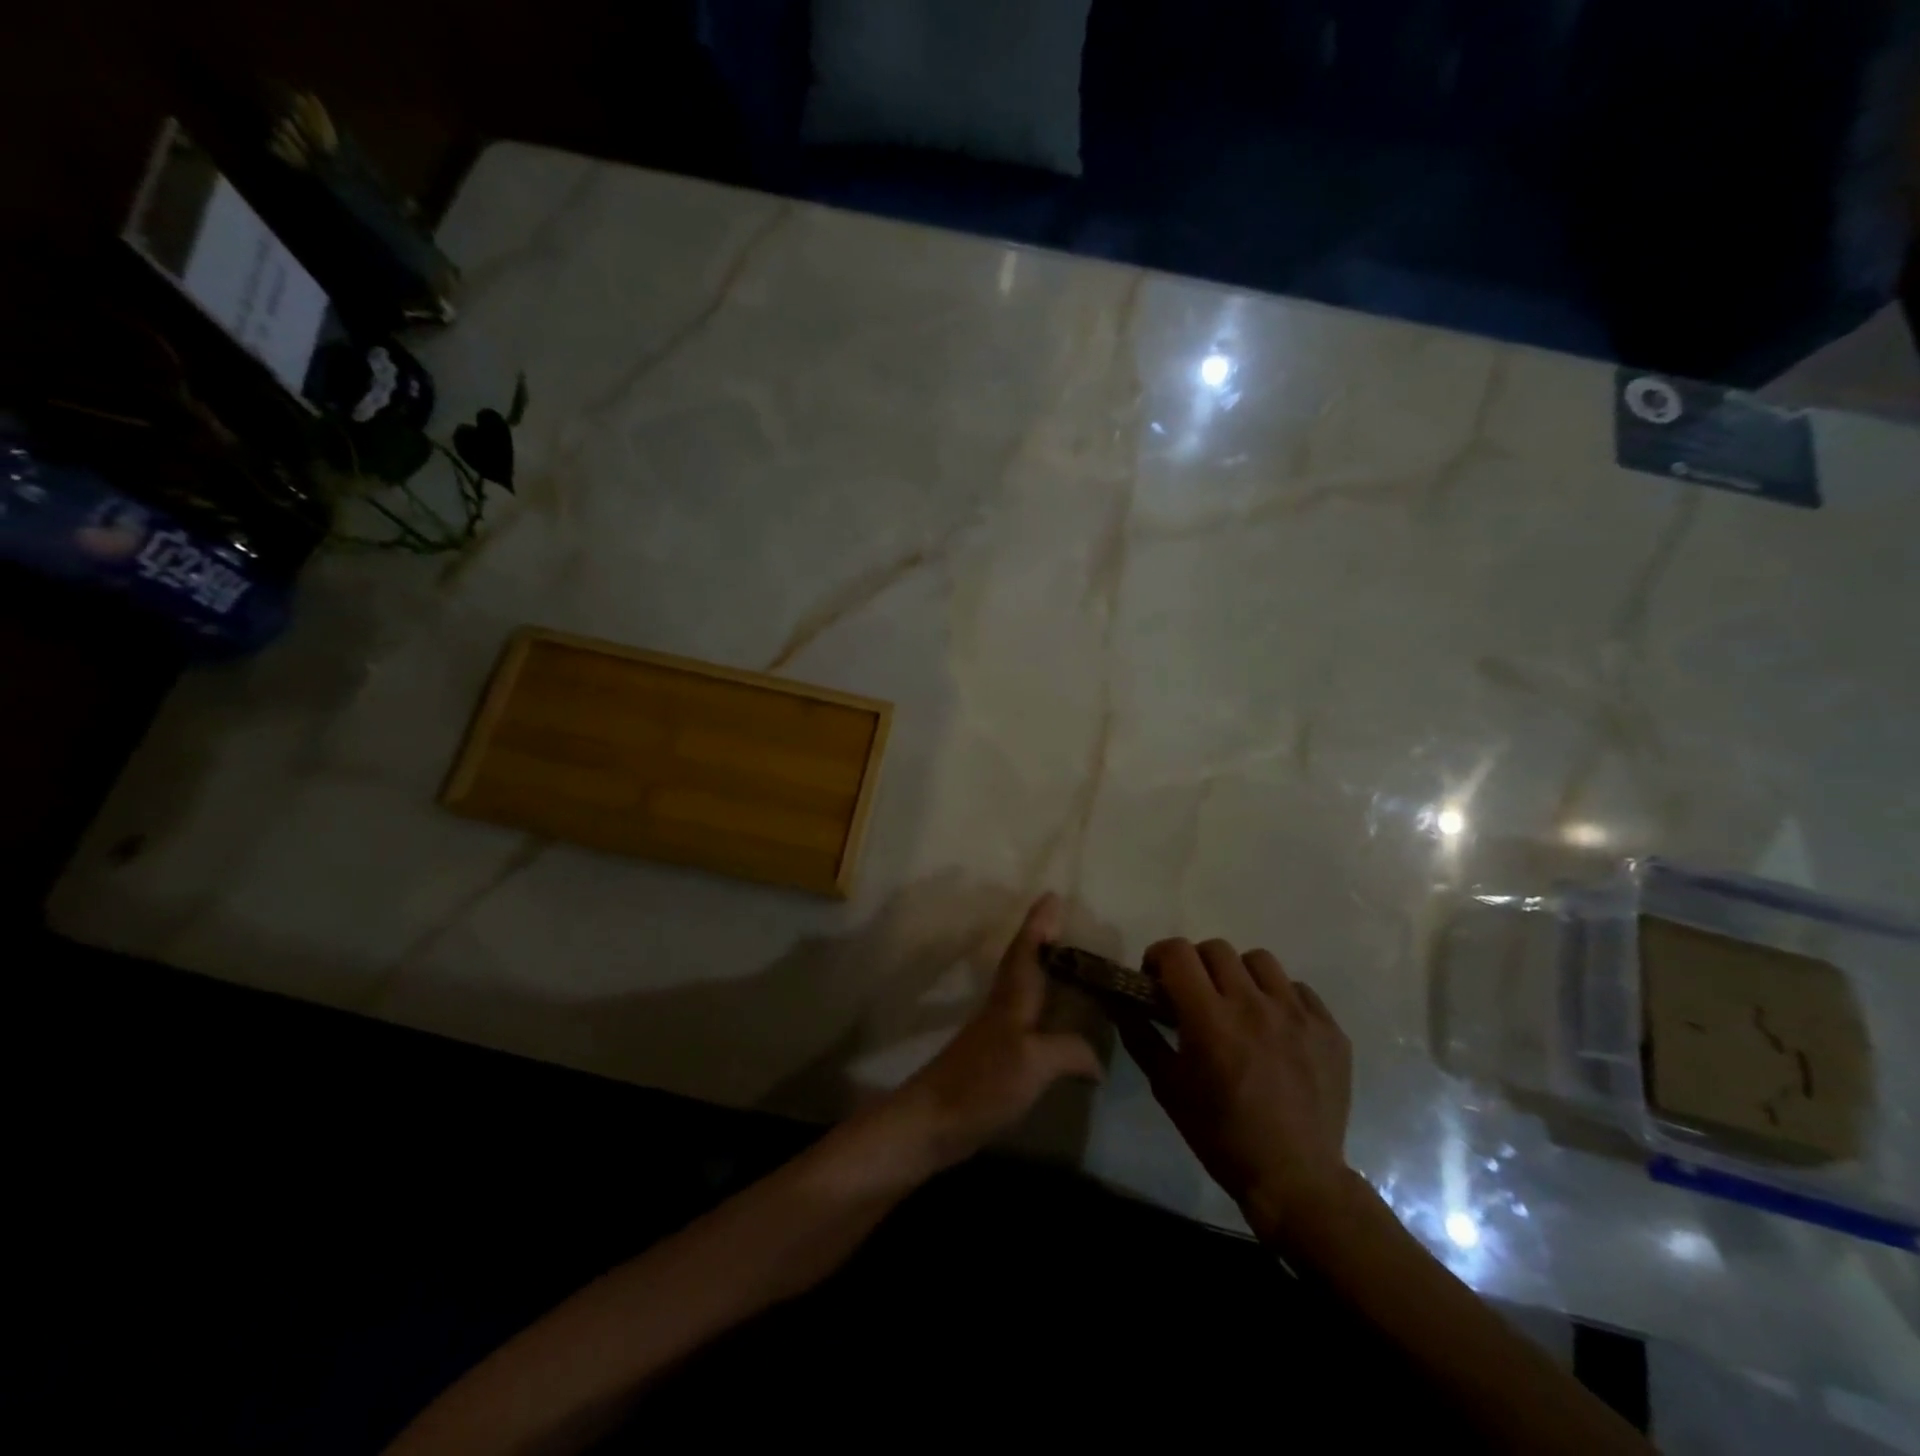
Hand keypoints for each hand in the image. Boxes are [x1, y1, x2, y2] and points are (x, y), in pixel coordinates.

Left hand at [887, 893, 1103, 1170]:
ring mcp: (998, 1033)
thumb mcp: (1033, 1062)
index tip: (1052, 895)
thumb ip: (1069, 1051)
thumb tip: (1099, 1061)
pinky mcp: (998, 1059)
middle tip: (1072, 927)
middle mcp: (1005, 1007)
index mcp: (1012, 997)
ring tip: (1076, 971)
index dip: (1039, 923)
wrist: (932, 1122)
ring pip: (1026, 990)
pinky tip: (1062, 1029)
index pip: (1027, 949)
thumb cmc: (981, 1082)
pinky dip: (1047, 1014)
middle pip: (1025, 964)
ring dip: (1046, 974)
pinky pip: (1029, 1022)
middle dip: (1045, 942)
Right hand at [1117, 938, 1352, 1237]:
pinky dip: (1279, 999)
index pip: (1177, 952)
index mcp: (1211, 1019)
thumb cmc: (1221, 1135)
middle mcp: (1254, 1005)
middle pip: (1216, 949)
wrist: (1296, 1178)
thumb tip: (1120, 1001)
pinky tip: (1275, 1029)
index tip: (1156, 980)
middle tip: (1194, 995)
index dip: (1159, 957)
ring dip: (1239, 975)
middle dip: (1196, 965)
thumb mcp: (1167, 1087)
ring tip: (1239, 1005)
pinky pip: (1298, 989)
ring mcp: (1298, 1014)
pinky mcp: (1329, 1028)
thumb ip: (1140, 1035)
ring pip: (1259, 961)